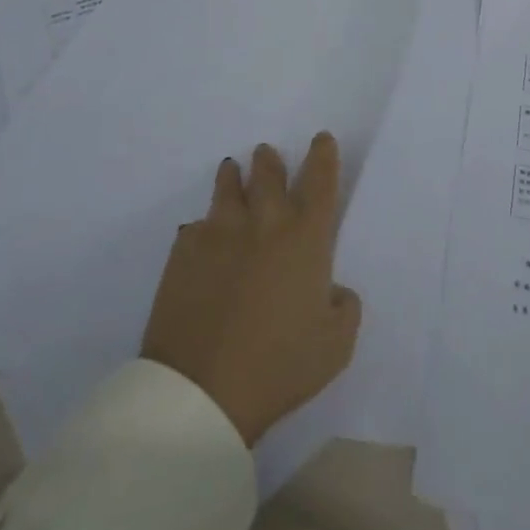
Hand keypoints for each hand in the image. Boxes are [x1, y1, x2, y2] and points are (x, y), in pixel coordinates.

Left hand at [141, 134, 362, 446]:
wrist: (202, 389)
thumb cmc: (278, 366)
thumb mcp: (335, 346)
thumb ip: (345, 307)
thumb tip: (334, 289)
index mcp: (306, 236)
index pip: (320, 179)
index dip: (323, 155)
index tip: (321, 140)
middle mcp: (264, 221)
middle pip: (269, 171)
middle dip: (270, 160)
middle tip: (268, 155)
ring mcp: (220, 230)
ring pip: (228, 185)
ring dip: (234, 177)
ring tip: (232, 171)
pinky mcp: (184, 249)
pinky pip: (196, 225)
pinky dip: (204, 227)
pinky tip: (202, 238)